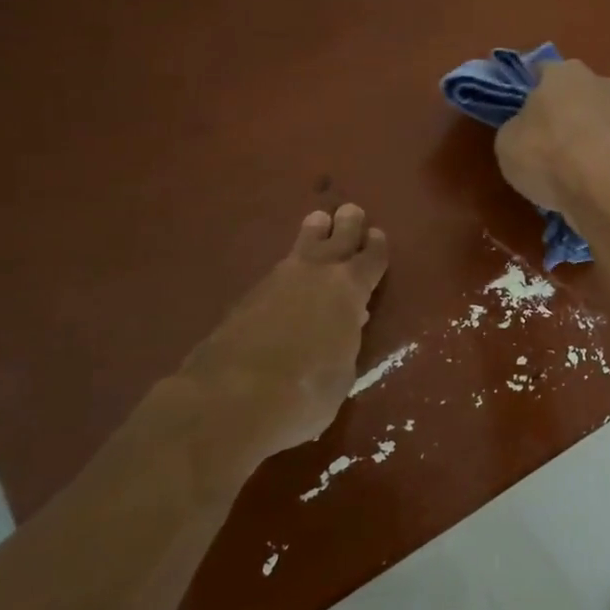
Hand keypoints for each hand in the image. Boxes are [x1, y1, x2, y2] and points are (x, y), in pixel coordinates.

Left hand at [177, 204, 388, 457]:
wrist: (232, 398)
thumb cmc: (306, 391)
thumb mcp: (342, 372)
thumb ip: (346, 340)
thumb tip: (346, 323)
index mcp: (350, 289)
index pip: (371, 259)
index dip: (376, 247)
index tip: (377, 235)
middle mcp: (317, 274)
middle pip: (337, 238)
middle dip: (347, 225)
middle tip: (350, 211)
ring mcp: (277, 281)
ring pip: (301, 246)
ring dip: (313, 234)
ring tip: (317, 221)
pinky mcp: (246, 297)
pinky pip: (277, 272)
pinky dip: (288, 269)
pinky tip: (288, 276)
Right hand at [495, 59, 609, 215]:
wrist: (605, 189)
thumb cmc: (547, 155)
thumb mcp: (508, 142)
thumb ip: (517, 127)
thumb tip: (526, 127)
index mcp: (564, 72)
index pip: (543, 71)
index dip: (532, 90)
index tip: (525, 112)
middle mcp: (603, 81)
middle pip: (580, 93)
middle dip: (569, 112)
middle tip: (553, 142)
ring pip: (605, 118)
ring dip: (595, 135)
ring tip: (580, 169)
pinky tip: (601, 182)